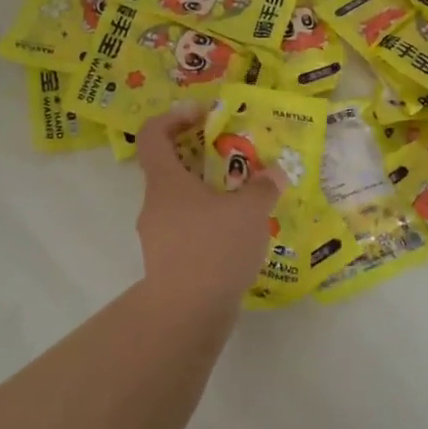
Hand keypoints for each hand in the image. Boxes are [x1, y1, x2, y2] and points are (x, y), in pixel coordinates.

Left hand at [134, 104, 284, 308]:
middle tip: (237, 160)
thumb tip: (274, 174)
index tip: (203, 115)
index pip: (152, 135)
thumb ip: (263, 187)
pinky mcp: (168, 262)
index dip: (173, 117)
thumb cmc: (213, 248)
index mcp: (166, 182)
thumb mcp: (249, 211)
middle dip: (202, 158)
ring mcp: (158, 236)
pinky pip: (187, 230)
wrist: (187, 313)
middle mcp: (155, 205)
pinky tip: (237, 236)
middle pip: (170, 169)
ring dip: (209, 195)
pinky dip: (209, 224)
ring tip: (245, 201)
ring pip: (181, 202)